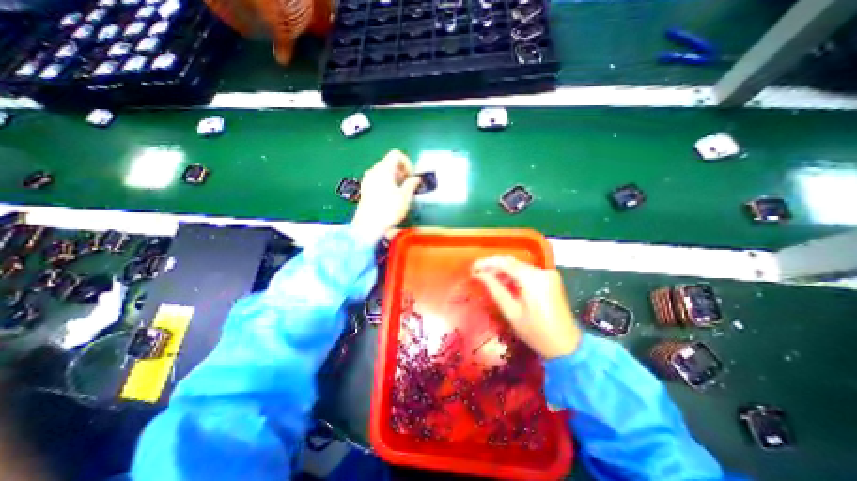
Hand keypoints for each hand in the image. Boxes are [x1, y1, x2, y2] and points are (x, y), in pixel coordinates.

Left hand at [351, 148, 419, 241]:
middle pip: (389, 162)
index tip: (411, 177)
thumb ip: (412, 184)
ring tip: (401, 192)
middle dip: (402, 171)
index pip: (396, 155)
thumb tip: (416, 179)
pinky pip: (378, 180)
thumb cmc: (388, 210)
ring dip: (395, 178)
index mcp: (384, 169)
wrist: (368, 227)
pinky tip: (391, 197)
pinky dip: (387, 183)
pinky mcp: (365, 190)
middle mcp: (373, 171)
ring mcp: (367, 180)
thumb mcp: (405, 197)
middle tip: (408, 185)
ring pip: (383, 171)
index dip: (407, 163)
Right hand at [468, 257, 582, 358]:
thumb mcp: (511, 312)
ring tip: (487, 278)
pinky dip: (513, 274)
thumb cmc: (537, 333)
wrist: (568, 346)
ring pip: (518, 265)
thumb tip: (479, 275)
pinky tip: (503, 281)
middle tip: (477, 273)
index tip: (472, 268)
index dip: (486, 263)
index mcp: (533, 279)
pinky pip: (526, 271)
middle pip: (512, 261)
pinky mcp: (550, 278)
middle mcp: (542, 271)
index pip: (505, 263)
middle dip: (493, 265)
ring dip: (502, 269)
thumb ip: (495, 289)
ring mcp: (548, 274)